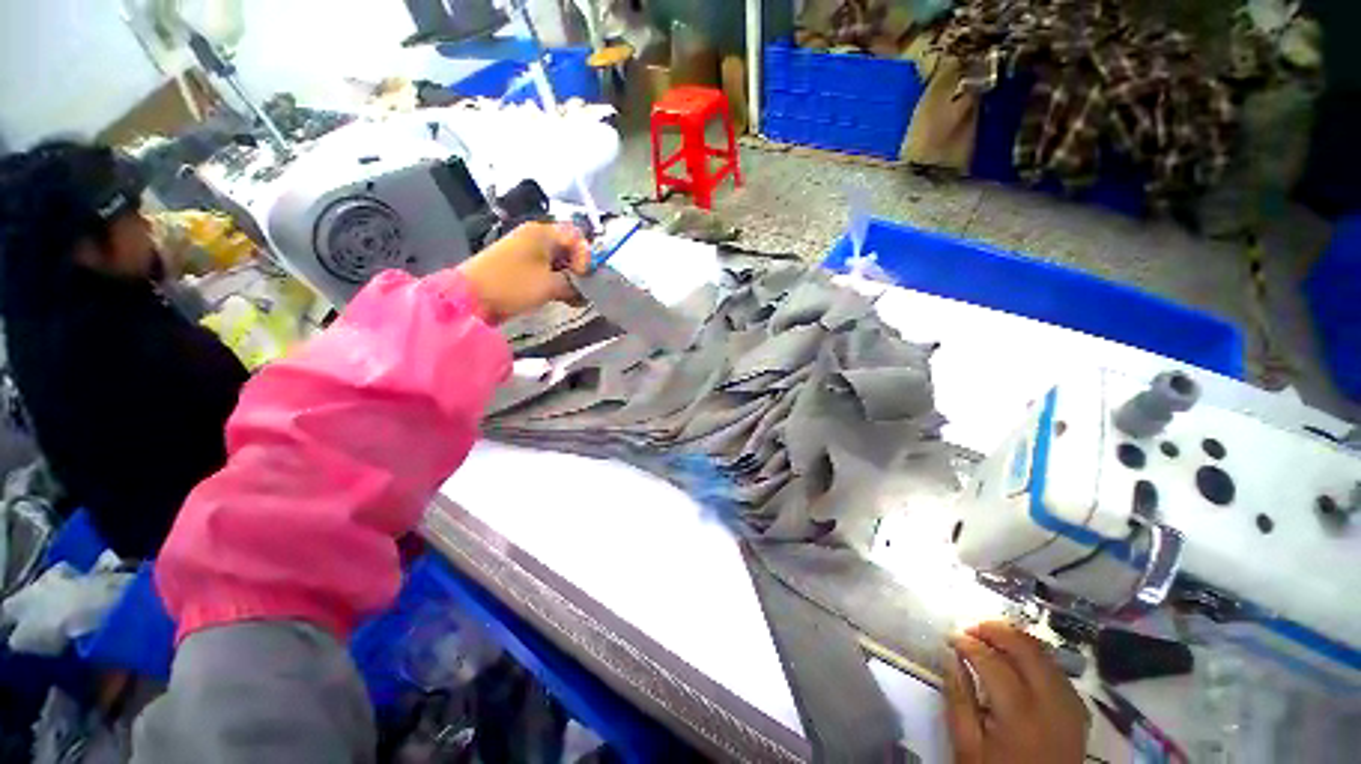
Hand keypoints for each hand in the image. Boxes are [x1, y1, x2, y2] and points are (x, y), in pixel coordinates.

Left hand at [455, 221, 589, 322]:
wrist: (471, 297)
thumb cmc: (513, 285)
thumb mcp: (550, 286)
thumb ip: (573, 285)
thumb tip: (584, 290)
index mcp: (542, 233)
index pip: (576, 238)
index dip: (585, 257)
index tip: (582, 277)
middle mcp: (535, 236)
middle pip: (568, 248)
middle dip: (578, 269)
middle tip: (581, 290)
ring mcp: (526, 250)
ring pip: (558, 260)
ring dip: (568, 278)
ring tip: (572, 297)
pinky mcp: (520, 265)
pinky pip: (546, 269)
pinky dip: (556, 281)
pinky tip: (561, 297)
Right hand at [945, 622, 1088, 763]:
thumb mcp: (967, 745)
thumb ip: (958, 699)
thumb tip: (950, 656)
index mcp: (1019, 714)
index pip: (992, 661)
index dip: (968, 643)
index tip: (950, 637)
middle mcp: (1051, 704)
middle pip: (1026, 649)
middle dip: (996, 631)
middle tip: (970, 628)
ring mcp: (1070, 708)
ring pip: (1046, 656)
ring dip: (1017, 641)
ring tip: (991, 640)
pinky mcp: (1078, 713)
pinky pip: (1058, 672)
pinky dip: (1036, 658)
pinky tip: (1019, 663)